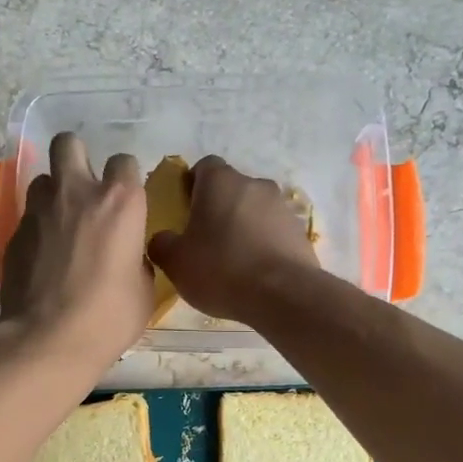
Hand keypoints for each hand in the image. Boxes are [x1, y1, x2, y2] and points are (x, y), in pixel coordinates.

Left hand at [0, 132, 153, 370]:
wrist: (49, 339)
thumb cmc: (109, 317)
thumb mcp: (143, 289)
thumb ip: (136, 258)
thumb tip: (127, 254)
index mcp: (120, 202)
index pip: (124, 161)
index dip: (125, 178)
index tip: (126, 200)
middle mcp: (77, 192)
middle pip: (69, 143)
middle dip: (76, 156)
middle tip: (83, 187)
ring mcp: (40, 210)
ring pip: (42, 179)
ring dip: (53, 193)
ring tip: (60, 223)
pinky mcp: (14, 233)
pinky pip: (28, 216)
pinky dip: (37, 227)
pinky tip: (43, 256)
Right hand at [146, 156, 319, 323]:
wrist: (283, 295)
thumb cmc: (221, 269)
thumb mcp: (175, 262)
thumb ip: (162, 244)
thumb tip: (163, 239)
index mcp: (220, 182)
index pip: (204, 166)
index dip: (193, 184)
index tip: (185, 209)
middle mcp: (254, 184)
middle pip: (231, 188)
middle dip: (218, 207)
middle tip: (205, 238)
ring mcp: (282, 207)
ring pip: (254, 209)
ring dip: (243, 225)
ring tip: (233, 258)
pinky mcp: (300, 231)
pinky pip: (273, 231)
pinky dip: (263, 243)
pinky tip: (255, 270)